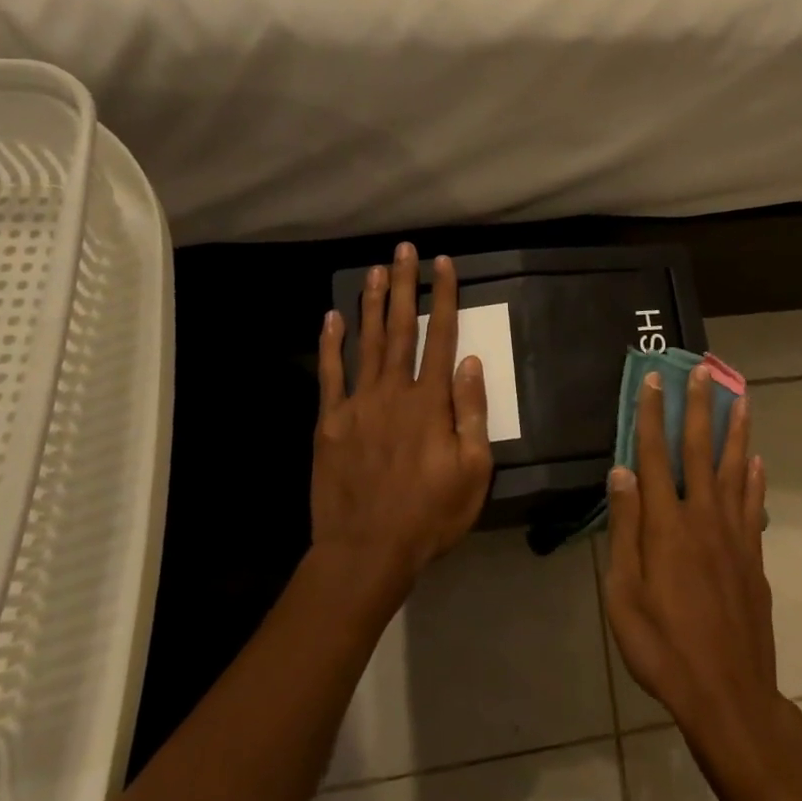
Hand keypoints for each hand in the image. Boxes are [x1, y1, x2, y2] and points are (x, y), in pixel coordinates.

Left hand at [312, 243, 493, 589]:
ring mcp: (357, 405)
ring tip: (375, 269)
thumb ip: (471, 413)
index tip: (443, 265)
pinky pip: (329, 375)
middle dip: (404, 286)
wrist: (366, 550)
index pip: (440, 337)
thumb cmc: (429, 514)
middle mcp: (393, 392)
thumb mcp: (472, 471)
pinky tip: (331, 318)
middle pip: (400, 329)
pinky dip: (330, 345)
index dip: (443, 298)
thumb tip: (470, 362)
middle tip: (404, 250)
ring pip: (365, 342)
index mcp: (429, 402)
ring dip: (371, 303)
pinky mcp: (329, 423)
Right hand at [603, 366, 783, 763]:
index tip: (656, 380)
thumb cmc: (662, 647)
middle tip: (704, 372)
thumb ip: (625, 529)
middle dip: (701, 408)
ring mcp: (734, 536)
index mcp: (667, 525)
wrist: (727, 694)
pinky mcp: (753, 558)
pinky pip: (754, 506)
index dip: (653, 415)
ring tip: (742, 398)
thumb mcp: (624, 594)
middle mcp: (704, 518)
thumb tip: (622, 471)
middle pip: (701, 451)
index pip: (655, 455)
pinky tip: (757, 461)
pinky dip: (755, 479)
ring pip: (736, 470)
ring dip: (738, 431)